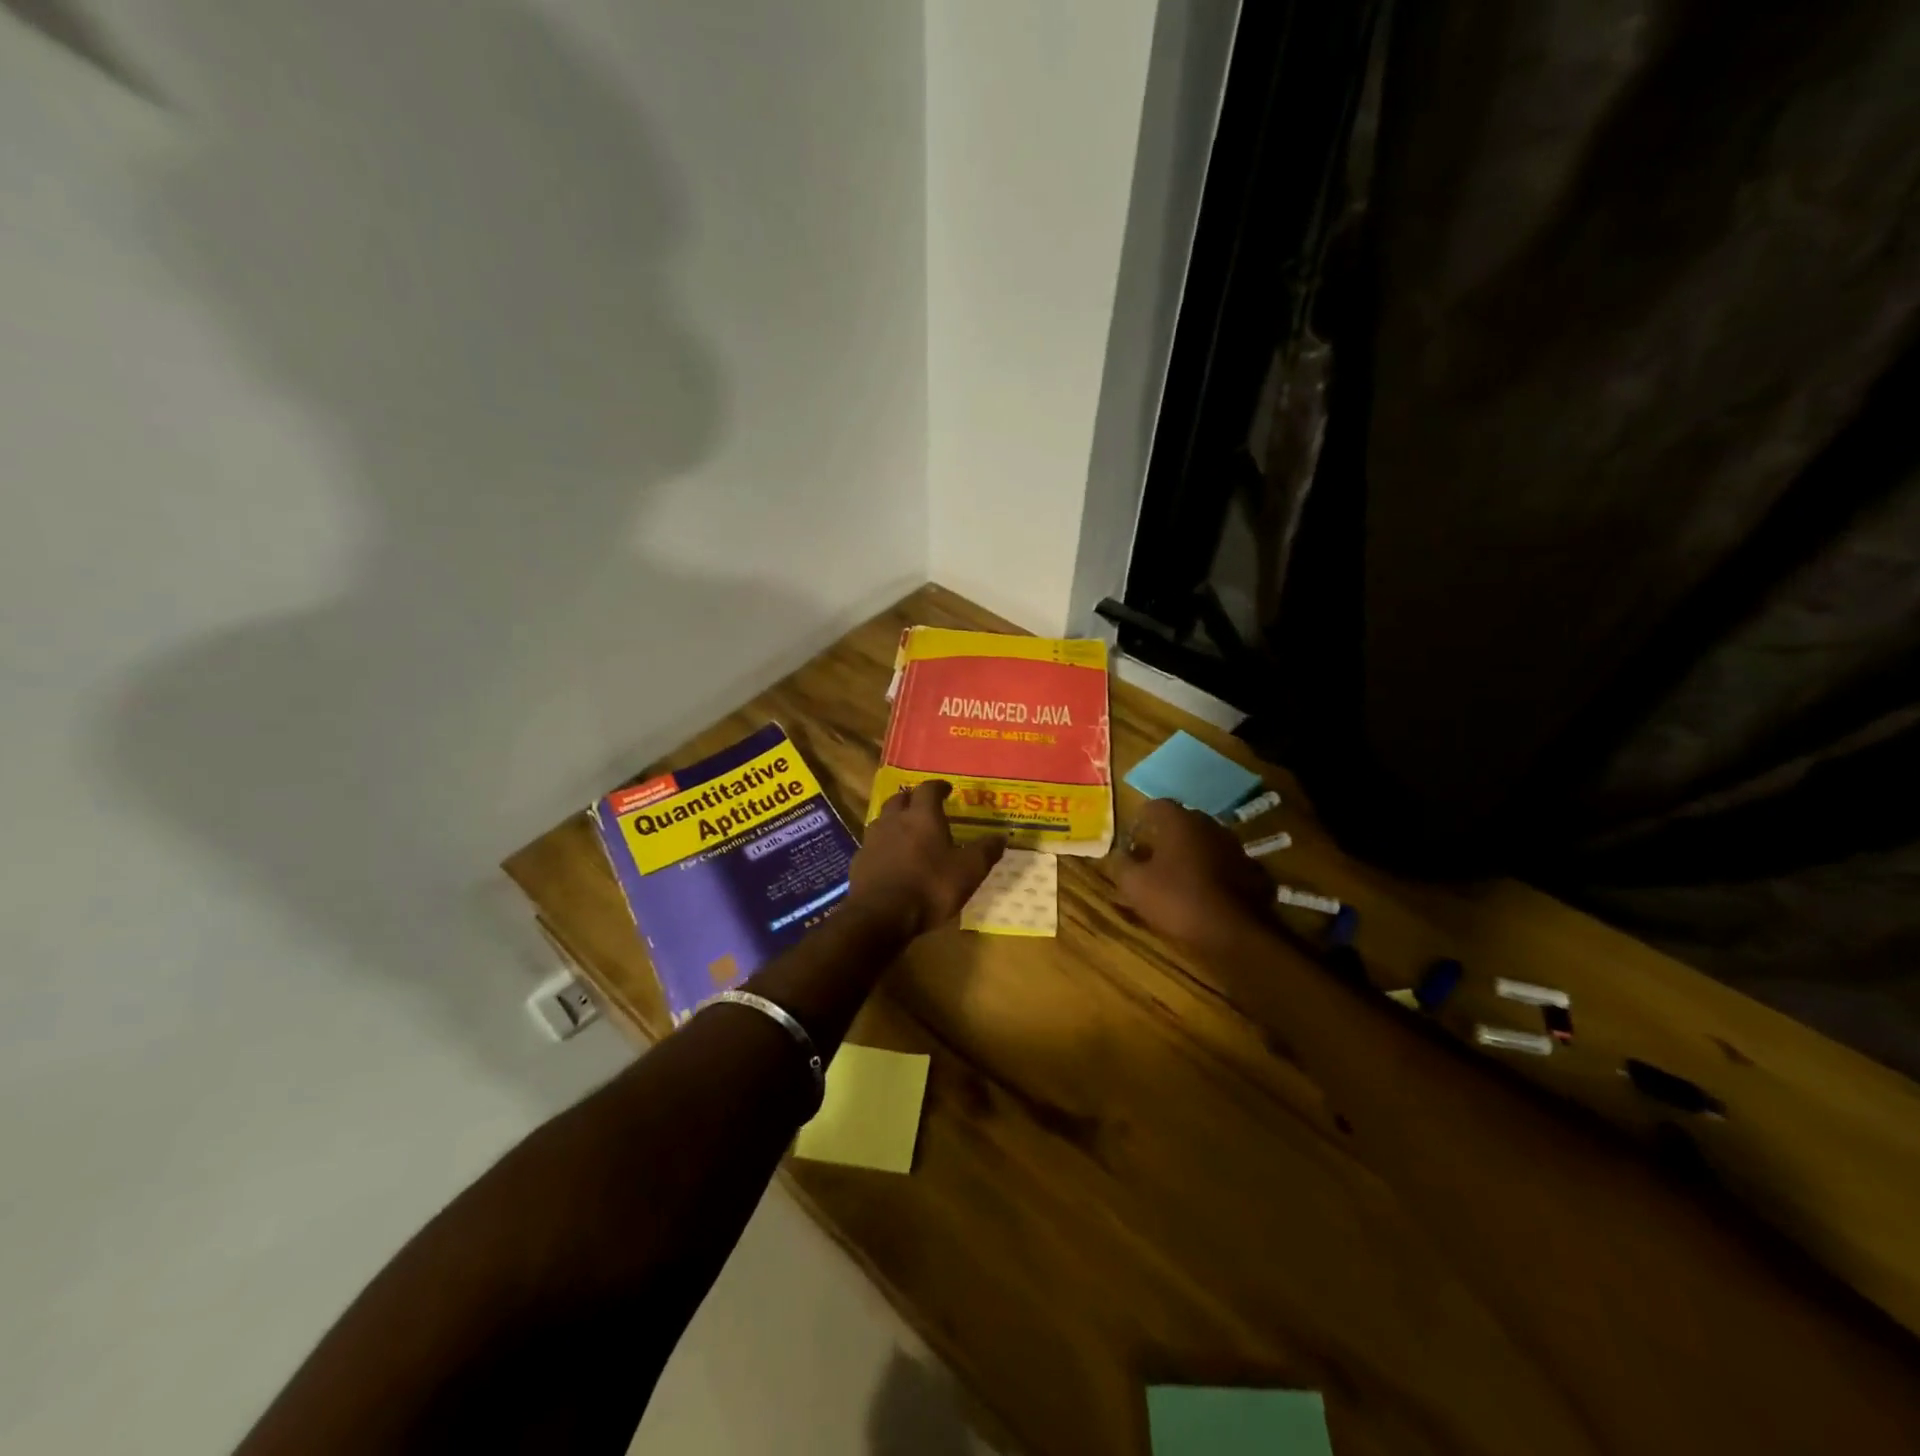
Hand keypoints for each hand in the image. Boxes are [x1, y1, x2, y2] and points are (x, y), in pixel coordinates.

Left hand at [851, 780, 1005, 935]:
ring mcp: (873, 839)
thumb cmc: (930, 887)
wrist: (881, 915)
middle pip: (900, 799)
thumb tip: (1002, 835)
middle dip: (913, 799)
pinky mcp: (859, 860)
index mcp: (923, 816)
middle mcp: (894, 820)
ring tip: (906, 831)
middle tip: (924, 807)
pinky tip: (890, 859)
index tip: (947, 789)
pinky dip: (883, 845)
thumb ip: (985, 851)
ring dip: (895, 820)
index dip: (939, 787)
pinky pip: (872, 844)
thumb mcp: (969, 871)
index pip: (929, 789)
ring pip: (883, 819)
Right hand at [1110, 798, 1273, 953]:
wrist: (1235, 933)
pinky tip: (1205, 894)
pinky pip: (1224, 865)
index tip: (1131, 840)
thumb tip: (1118, 854)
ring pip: (1205, 843)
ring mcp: (1235, 847)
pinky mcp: (1252, 871)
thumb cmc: (1178, 900)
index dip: (1140, 821)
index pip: (1155, 806)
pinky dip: (1213, 873)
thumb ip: (1121, 864)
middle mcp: (1210, 825)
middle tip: (1151, 859)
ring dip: (1191, 855)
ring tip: (1177, 878)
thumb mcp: (1134, 885)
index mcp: (1180, 821)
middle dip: (1165, 837)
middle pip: (1182, 823)